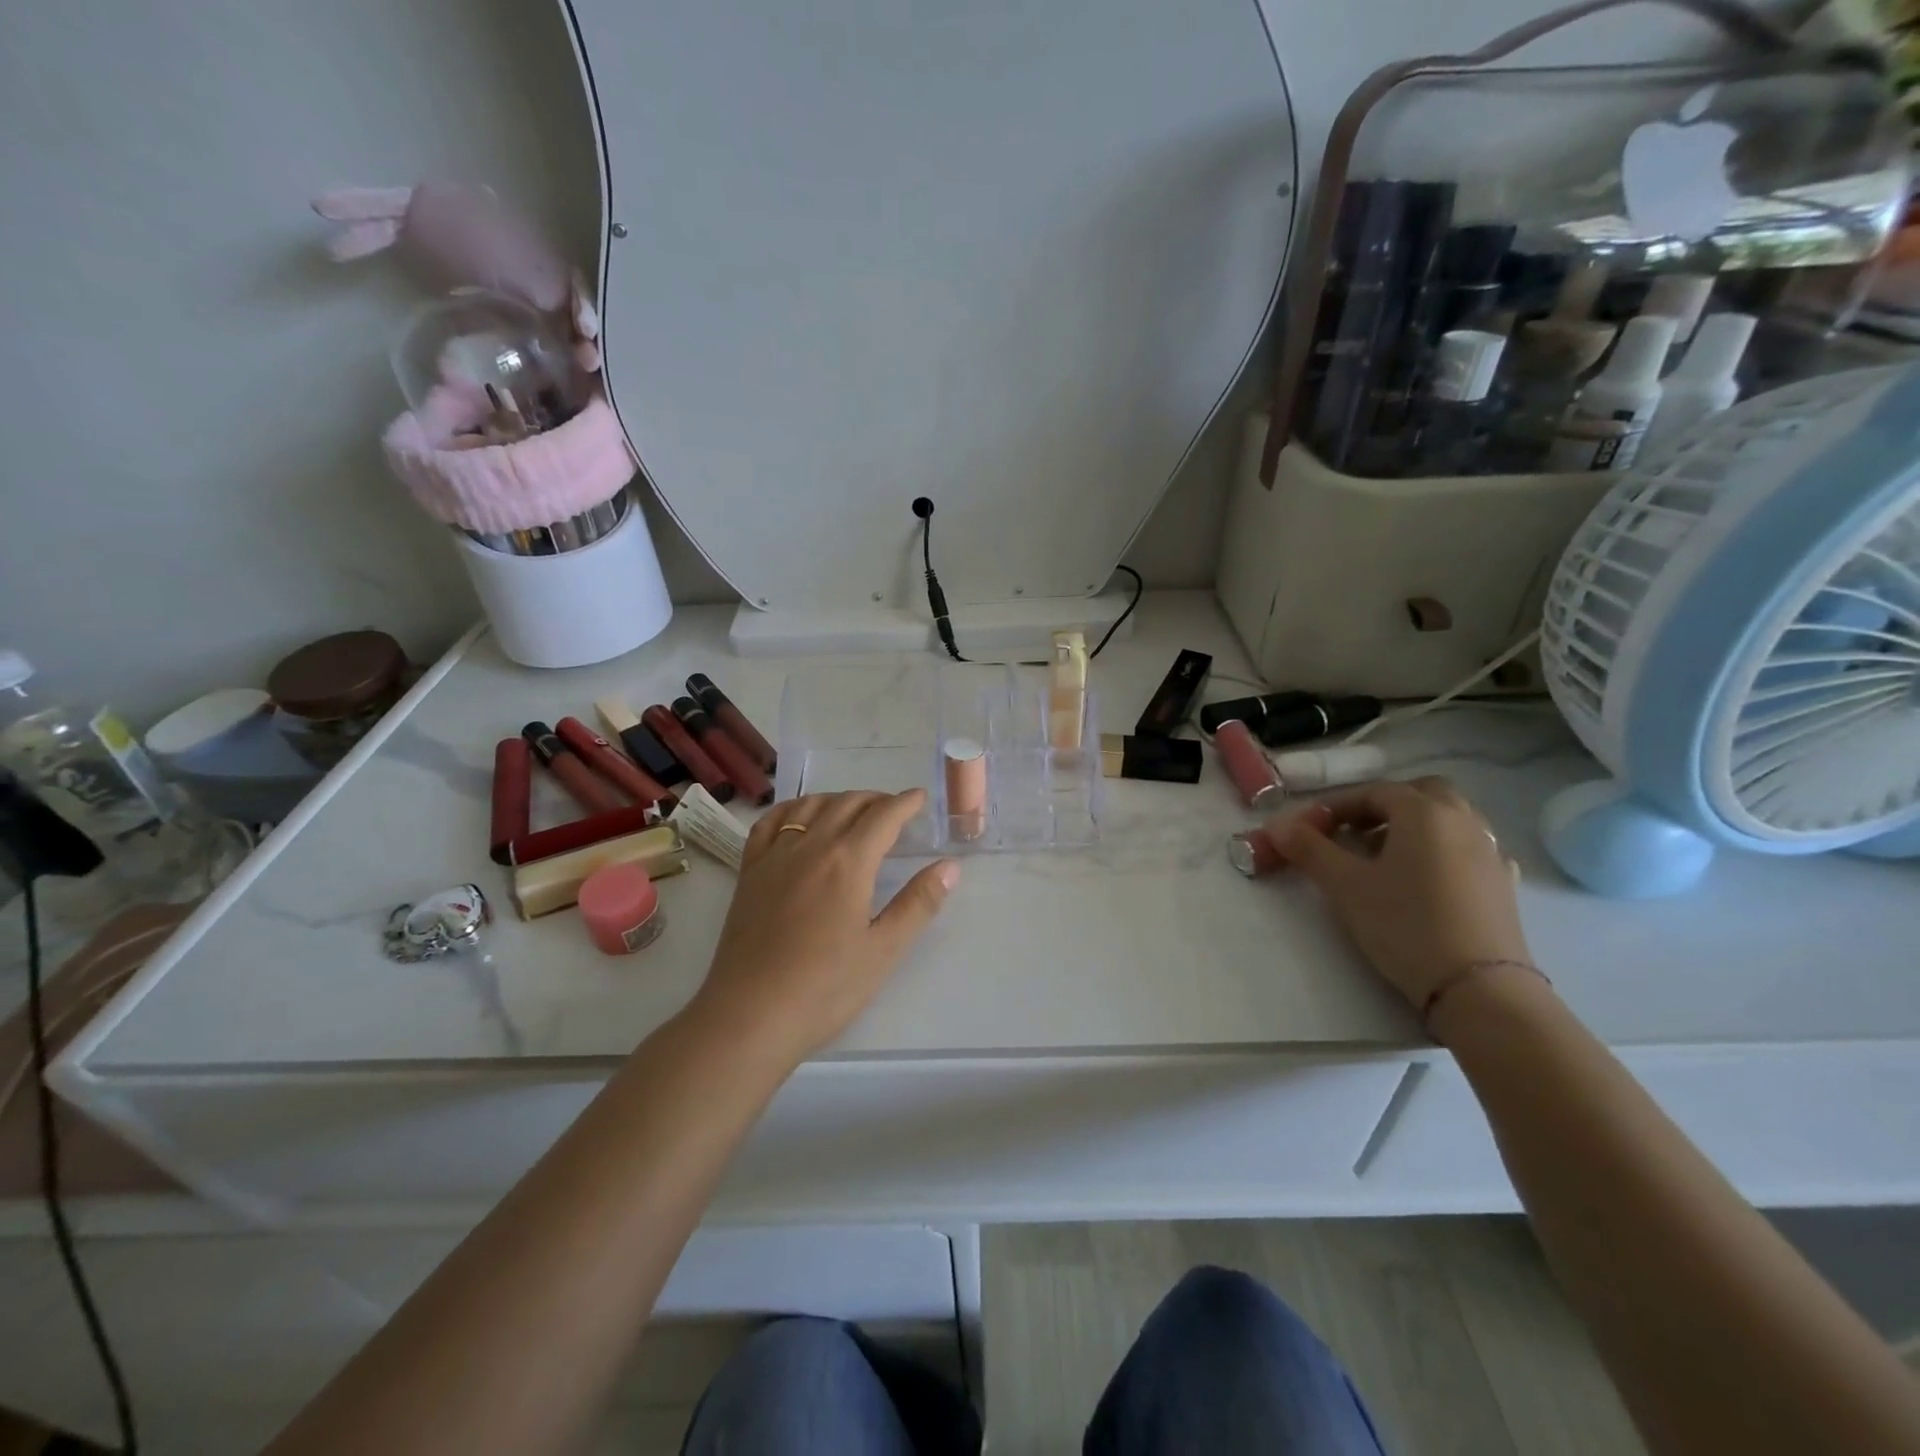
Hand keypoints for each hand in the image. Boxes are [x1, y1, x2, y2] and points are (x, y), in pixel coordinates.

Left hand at [694, 790, 957, 1064]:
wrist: (750, 1016)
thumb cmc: (825, 989)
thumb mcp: (883, 950)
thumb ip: (918, 903)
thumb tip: (950, 866)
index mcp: (848, 862)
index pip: (883, 816)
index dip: (905, 803)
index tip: (920, 798)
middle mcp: (810, 846)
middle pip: (847, 804)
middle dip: (876, 799)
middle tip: (895, 810)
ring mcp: (774, 856)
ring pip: (809, 806)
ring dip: (837, 799)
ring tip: (854, 811)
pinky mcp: (750, 872)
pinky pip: (770, 823)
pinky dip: (792, 809)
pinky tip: (799, 818)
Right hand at [1268, 777, 1530, 1010]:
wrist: (1479, 988)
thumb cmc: (1405, 925)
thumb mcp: (1345, 886)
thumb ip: (1309, 849)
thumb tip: (1277, 825)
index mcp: (1424, 812)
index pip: (1373, 792)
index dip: (1336, 805)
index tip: (1310, 828)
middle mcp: (1463, 821)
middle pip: (1420, 793)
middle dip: (1383, 806)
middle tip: (1353, 833)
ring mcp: (1490, 852)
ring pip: (1449, 819)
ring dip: (1414, 826)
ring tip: (1385, 858)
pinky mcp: (1504, 884)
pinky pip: (1468, 848)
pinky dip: (1443, 850)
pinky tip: (1426, 879)